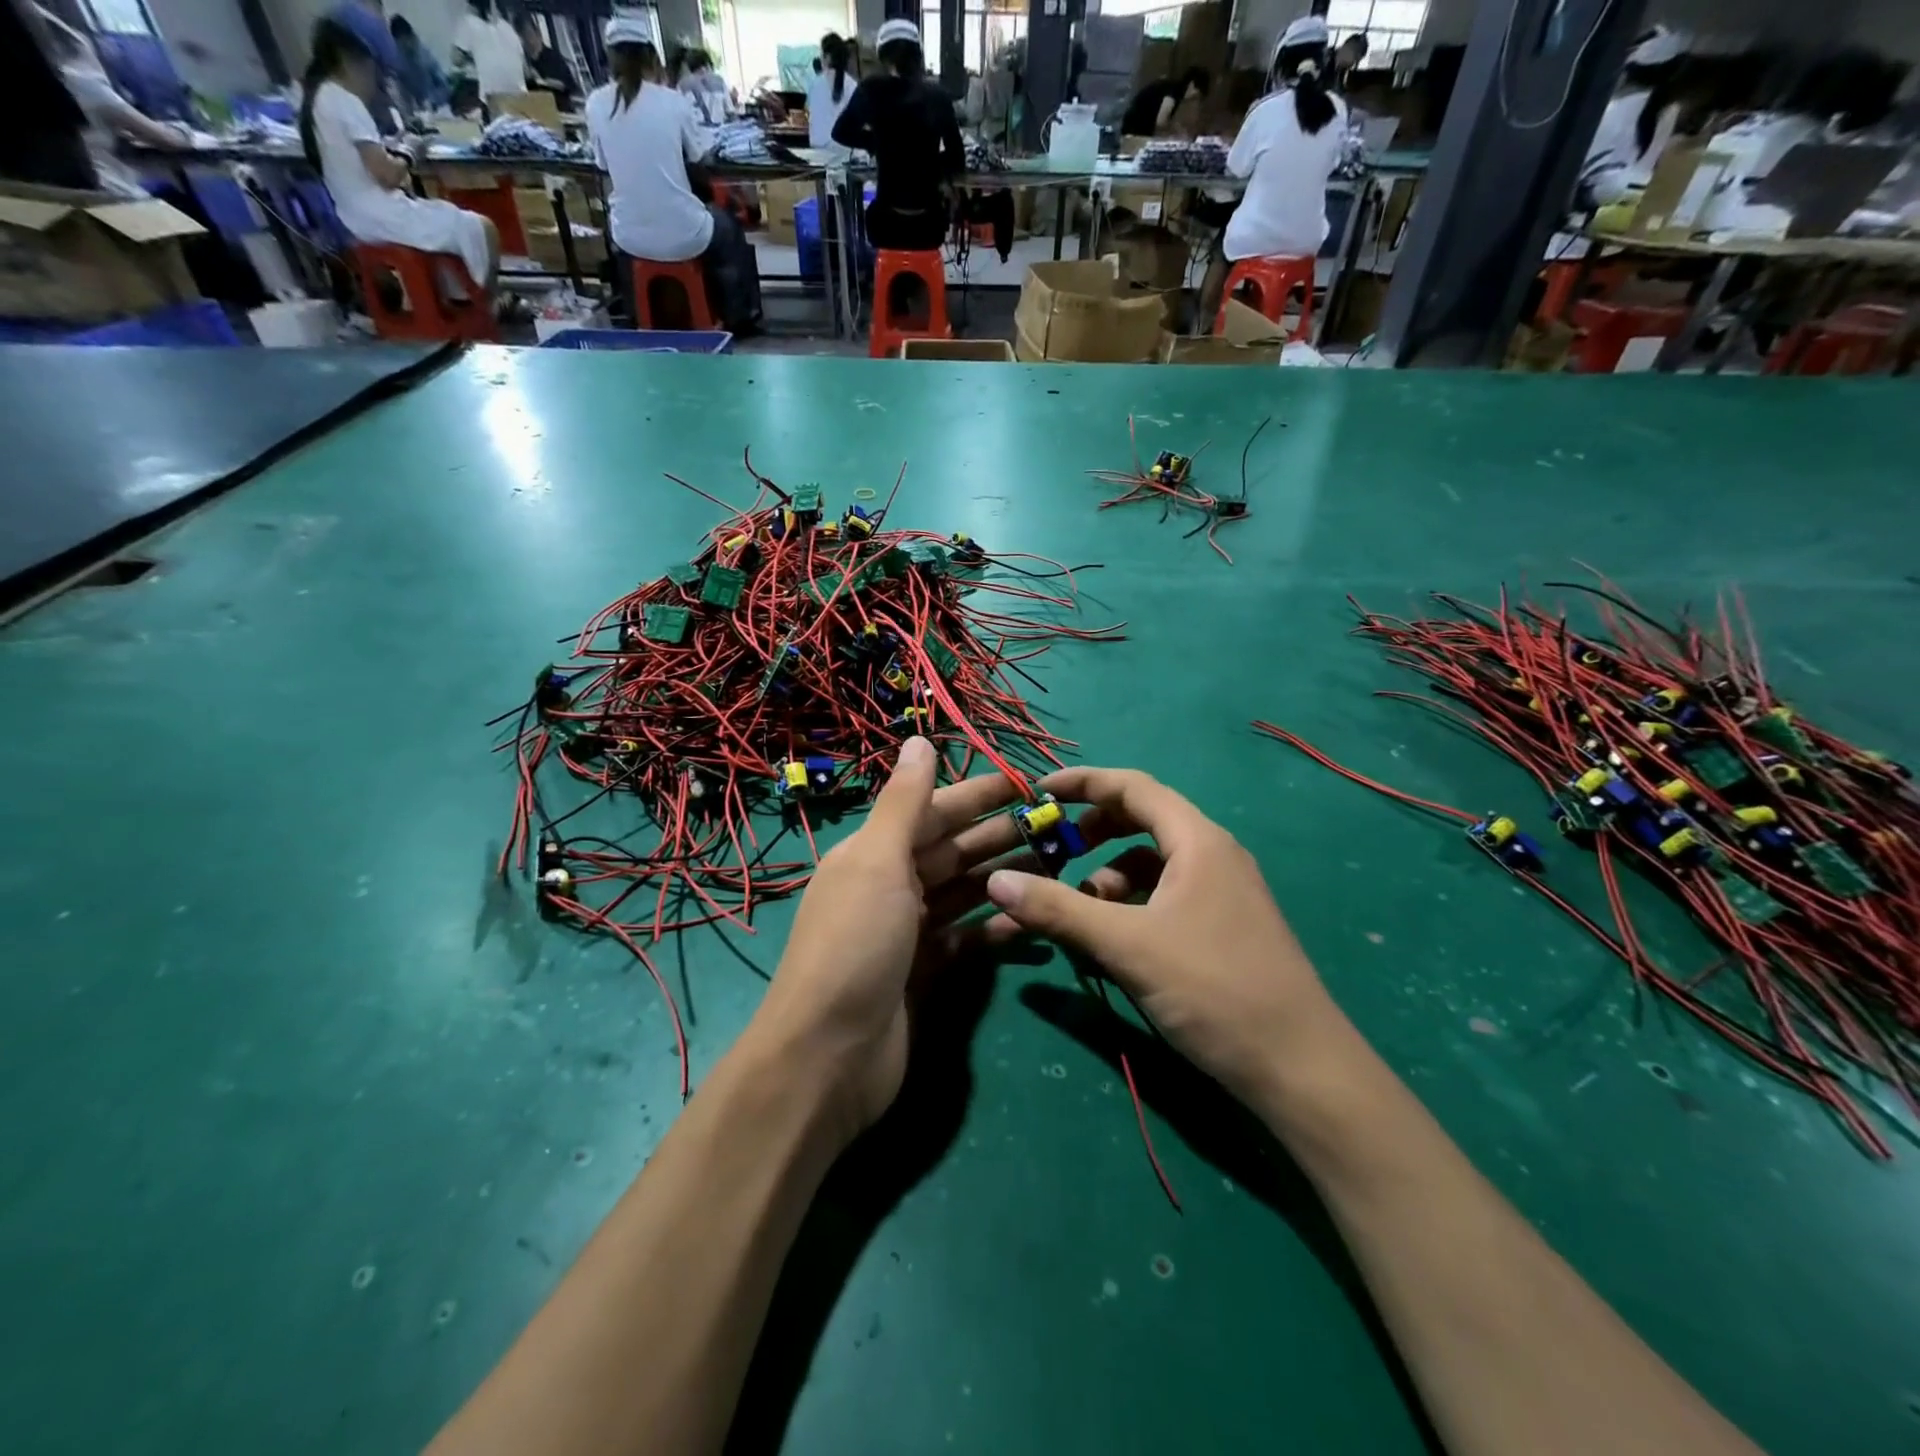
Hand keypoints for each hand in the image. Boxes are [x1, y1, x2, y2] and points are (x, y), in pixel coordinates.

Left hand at [745, 740, 1023, 1144]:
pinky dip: (995, 928)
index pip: (933, 812)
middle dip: (999, 835)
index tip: (1027, 783)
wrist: (829, 1056)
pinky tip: (1029, 918)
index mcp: (873, 853)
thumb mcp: (877, 862)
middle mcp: (889, 886)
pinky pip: (966, 939)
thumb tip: (917, 739)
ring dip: (1004, 876)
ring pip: (964, 892)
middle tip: (1057, 826)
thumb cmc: (855, 945)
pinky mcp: (925, 974)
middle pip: (952, 851)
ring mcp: (907, 932)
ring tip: (1056, 865)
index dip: (978, 795)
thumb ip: (903, 803)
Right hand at [981, 767, 1343, 1102]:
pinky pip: (1165, 895)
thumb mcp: (1127, 946)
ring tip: (1078, 909)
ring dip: (1109, 874)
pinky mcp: (1222, 926)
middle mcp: (1212, 855)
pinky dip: (1130, 904)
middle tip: (1051, 851)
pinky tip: (1111, 938)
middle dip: (1092, 831)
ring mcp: (1221, 892)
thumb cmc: (1214, 989)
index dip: (1083, 782)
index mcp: (1197, 841)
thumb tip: (995, 880)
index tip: (1038, 792)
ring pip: (1152, 863)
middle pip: (1142, 820)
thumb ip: (1059, 909)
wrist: (1300, 1068)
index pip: (1133, 786)